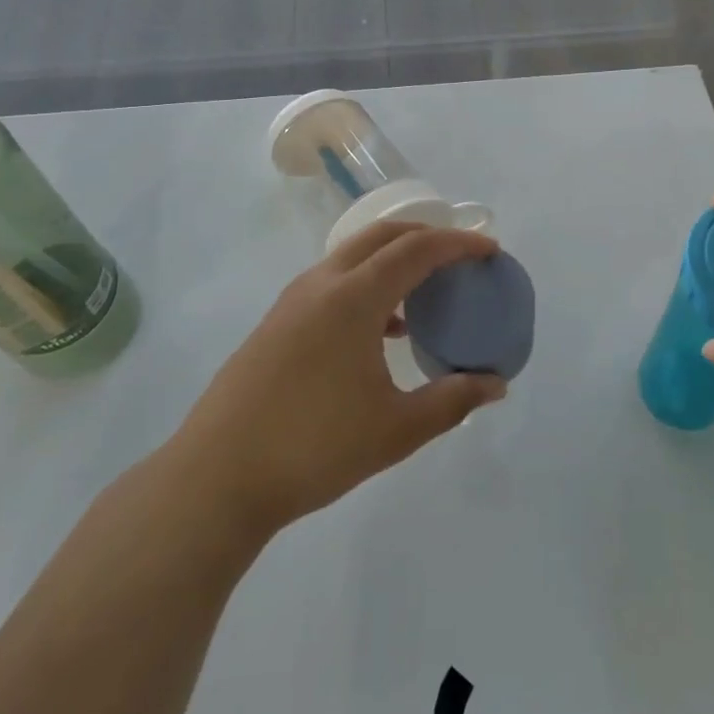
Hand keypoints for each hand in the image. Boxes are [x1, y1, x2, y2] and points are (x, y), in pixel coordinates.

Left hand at [171, 221, 507, 542]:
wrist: (216, 478)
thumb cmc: (314, 448)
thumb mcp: (396, 430)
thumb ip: (453, 401)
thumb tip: (497, 386)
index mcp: (353, 298)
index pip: (417, 249)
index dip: (458, 244)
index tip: (490, 250)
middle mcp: (321, 285)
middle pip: (382, 236)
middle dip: (425, 235)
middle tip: (460, 255)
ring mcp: (292, 302)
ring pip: (352, 257)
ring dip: (393, 259)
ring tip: (426, 289)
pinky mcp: (276, 324)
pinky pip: (333, 283)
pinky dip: (367, 285)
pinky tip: (383, 330)